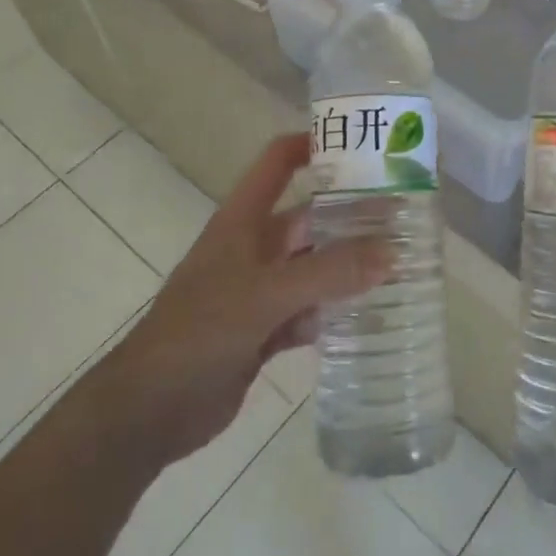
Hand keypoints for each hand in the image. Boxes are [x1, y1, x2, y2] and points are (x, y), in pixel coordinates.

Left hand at [121, 134, 386, 461]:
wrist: (149, 411)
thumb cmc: (200, 332)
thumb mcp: (266, 294)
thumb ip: (329, 272)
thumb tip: (392, 251)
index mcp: (243, 221)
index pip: (278, 163)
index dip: (312, 144)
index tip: (363, 146)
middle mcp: (254, 248)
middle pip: (309, 218)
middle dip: (351, 215)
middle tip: (406, 216)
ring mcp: (260, 290)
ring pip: (314, 266)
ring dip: (349, 265)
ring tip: (403, 261)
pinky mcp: (265, 329)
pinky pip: (310, 309)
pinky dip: (334, 310)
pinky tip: (369, 313)